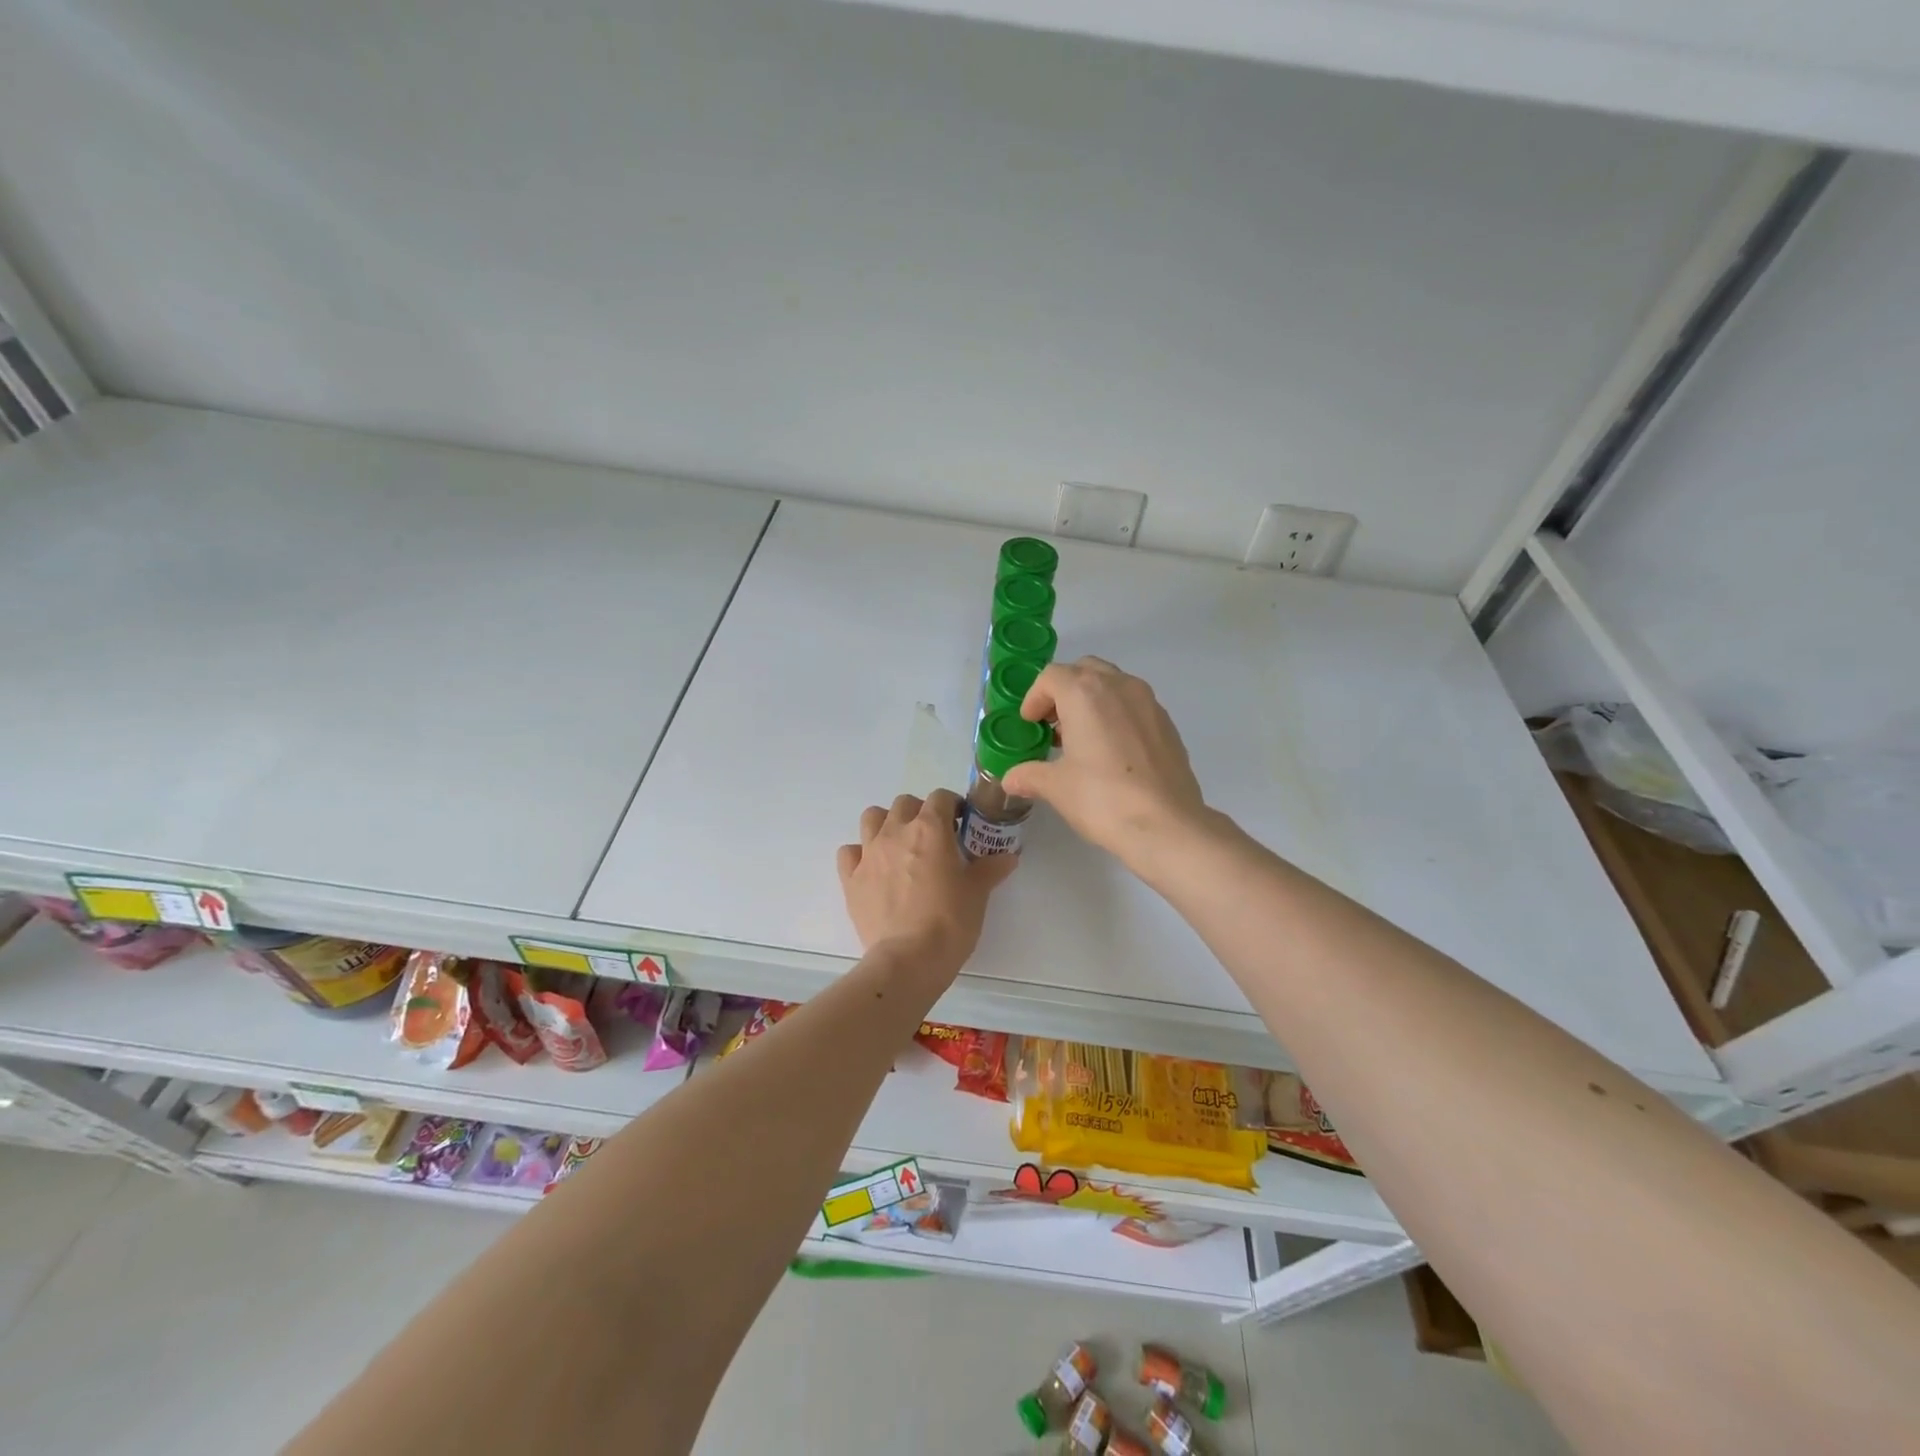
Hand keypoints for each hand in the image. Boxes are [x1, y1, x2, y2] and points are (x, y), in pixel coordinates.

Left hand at [837, 790, 1016, 977]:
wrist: (909, 959)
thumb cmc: (950, 921)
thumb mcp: (978, 893)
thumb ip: (991, 868)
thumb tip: (1008, 857)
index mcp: (930, 828)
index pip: (940, 797)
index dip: (952, 806)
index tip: (960, 823)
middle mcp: (896, 832)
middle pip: (904, 803)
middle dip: (920, 813)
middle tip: (933, 838)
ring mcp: (869, 853)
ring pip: (872, 817)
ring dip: (886, 824)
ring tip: (900, 846)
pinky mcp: (851, 878)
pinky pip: (849, 852)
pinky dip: (860, 854)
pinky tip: (873, 869)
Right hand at [1001, 657, 1209, 866]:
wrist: (1167, 825)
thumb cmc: (1102, 798)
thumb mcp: (1056, 787)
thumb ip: (1030, 775)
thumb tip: (1010, 779)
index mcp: (1085, 693)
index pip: (1051, 677)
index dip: (1034, 698)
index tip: (1029, 724)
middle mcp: (1118, 686)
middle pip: (1084, 671)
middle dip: (1063, 692)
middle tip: (1052, 724)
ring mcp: (1148, 702)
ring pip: (1112, 684)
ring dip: (1091, 701)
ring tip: (1081, 739)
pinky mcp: (1167, 723)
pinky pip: (1133, 705)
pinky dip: (1116, 715)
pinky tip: (1111, 752)